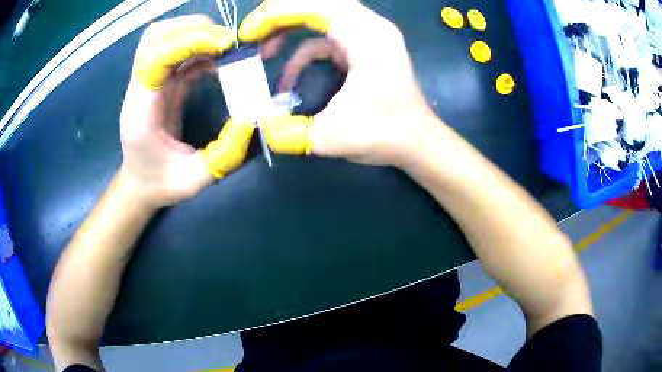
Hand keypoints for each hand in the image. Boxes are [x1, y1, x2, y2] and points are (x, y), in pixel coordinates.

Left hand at [120, 15, 253, 208]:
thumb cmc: (160, 184)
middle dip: (194, 28)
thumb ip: (225, 155)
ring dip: (197, 32)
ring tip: (226, 46)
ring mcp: (151, 81)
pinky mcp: (162, 81)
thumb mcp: (195, 180)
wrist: (139, 184)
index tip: (225, 45)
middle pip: (157, 36)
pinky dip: (202, 47)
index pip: (155, 56)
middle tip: (228, 43)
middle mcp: (141, 88)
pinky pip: (179, 51)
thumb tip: (253, 119)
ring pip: (165, 36)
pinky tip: (222, 59)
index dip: (189, 41)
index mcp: (140, 110)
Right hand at [240, 0, 435, 166]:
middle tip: (252, 35)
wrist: (417, 141)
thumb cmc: (387, 134)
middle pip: (317, 4)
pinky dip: (304, 52)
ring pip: (321, 17)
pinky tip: (288, 78)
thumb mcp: (334, 136)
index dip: (278, 13)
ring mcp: (367, 36)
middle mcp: (369, 27)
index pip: (316, 5)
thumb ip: (291, 132)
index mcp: (367, 36)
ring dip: (290, 30)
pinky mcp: (363, 48)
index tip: (249, 32)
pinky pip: (327, 38)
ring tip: (264, 53)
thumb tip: (260, 126)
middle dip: (280, 16)